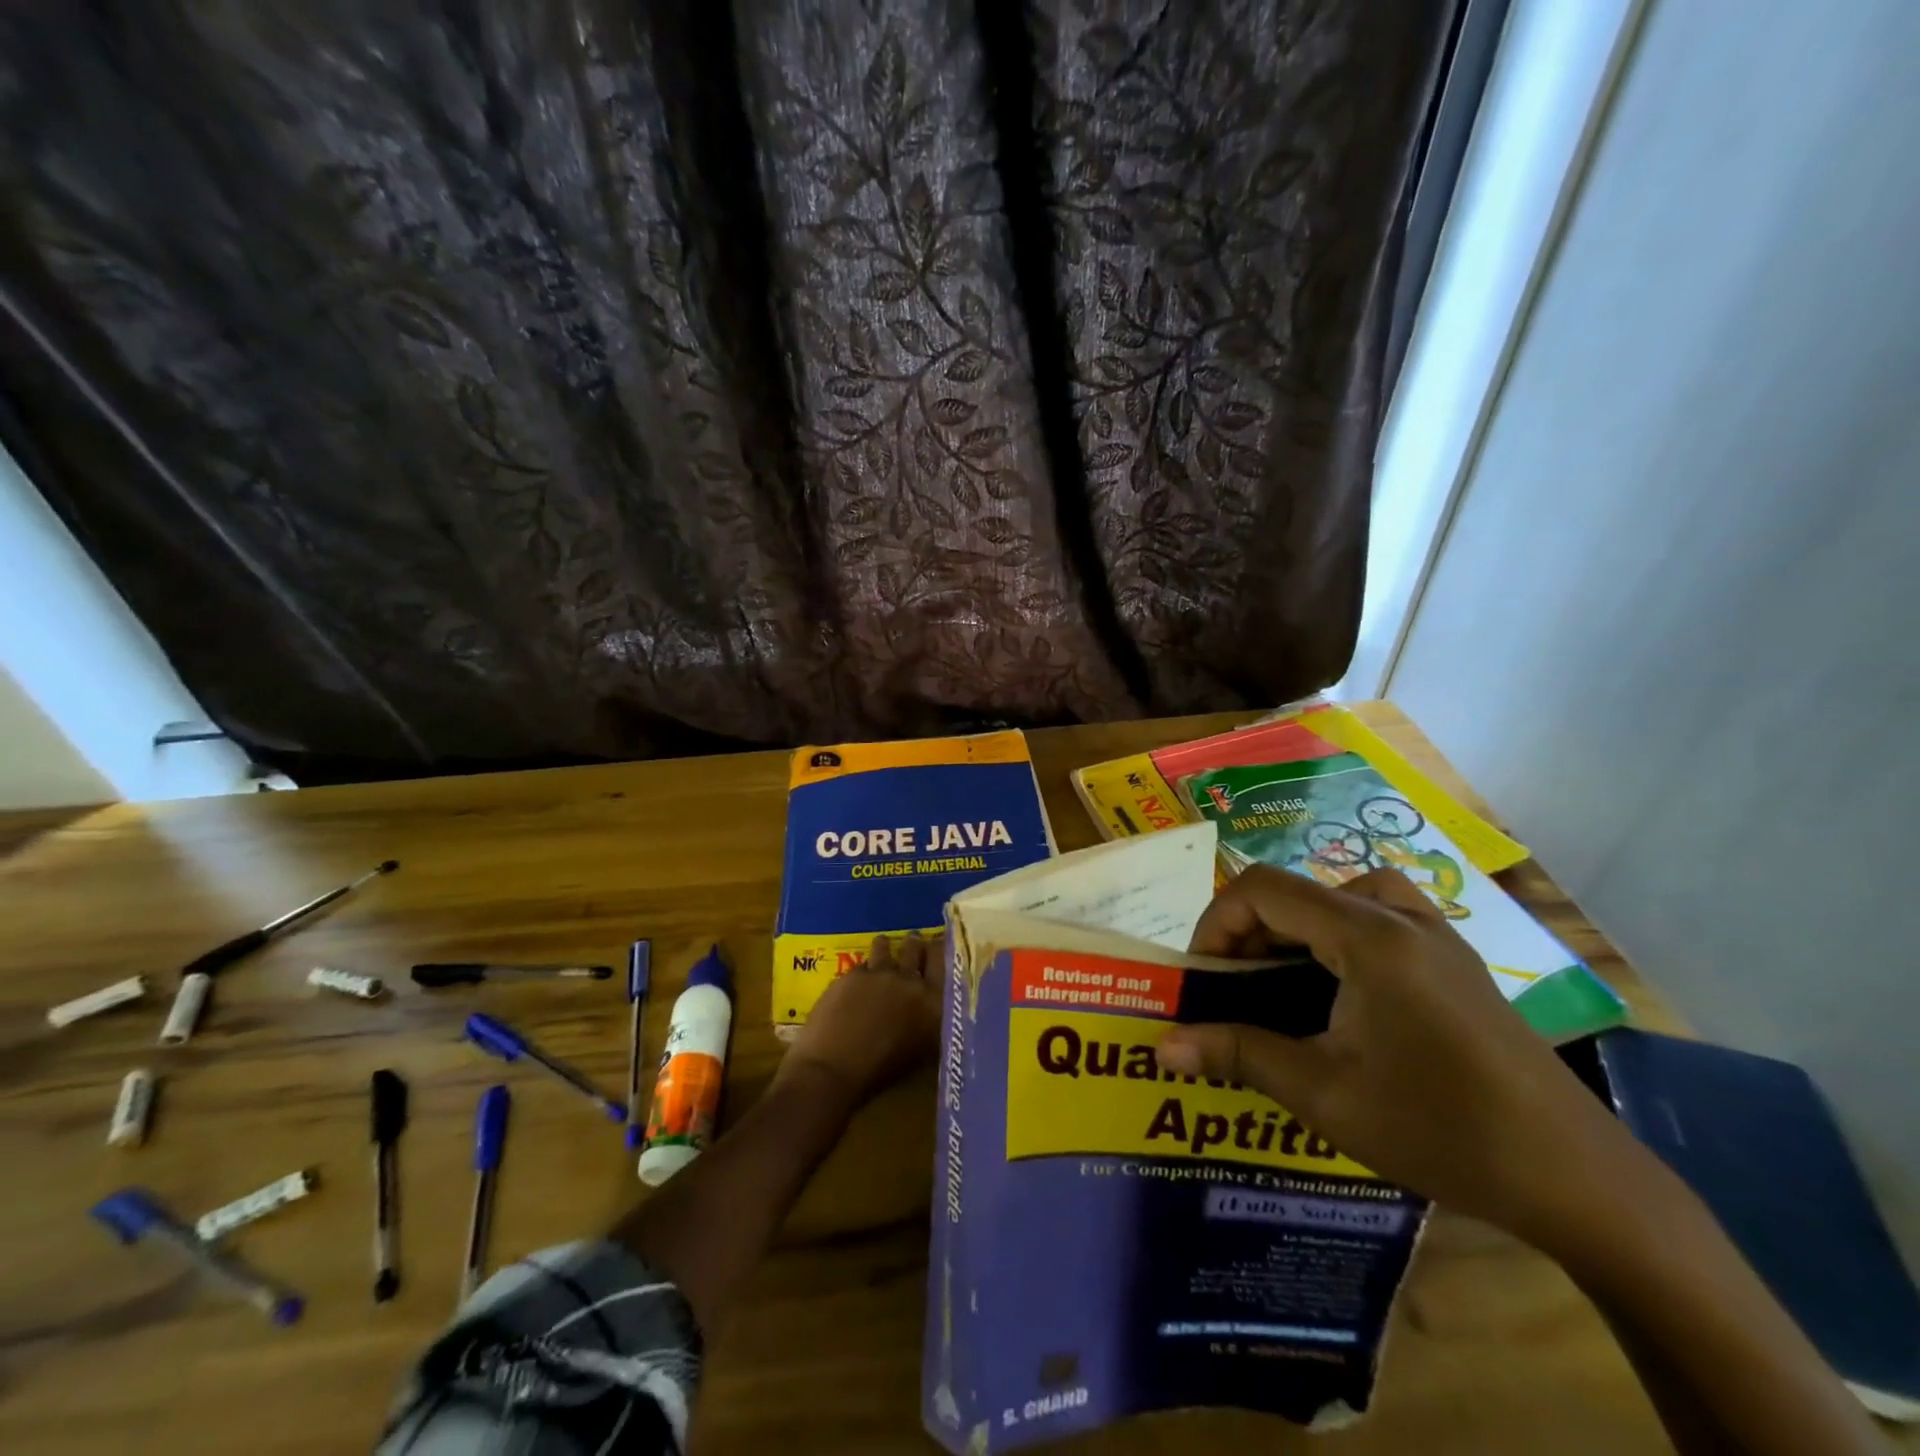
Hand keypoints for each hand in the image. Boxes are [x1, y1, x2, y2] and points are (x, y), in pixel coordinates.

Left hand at [779, 933, 941, 1108]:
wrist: (835, 1070)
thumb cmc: (881, 1072)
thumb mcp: (921, 1048)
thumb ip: (929, 1019)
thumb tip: (931, 1004)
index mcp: (933, 1002)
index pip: (944, 960)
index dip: (940, 949)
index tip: (937, 944)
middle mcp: (911, 981)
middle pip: (915, 948)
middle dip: (913, 945)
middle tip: (912, 943)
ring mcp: (880, 973)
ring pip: (885, 947)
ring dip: (885, 948)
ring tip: (883, 947)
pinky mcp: (852, 974)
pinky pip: (862, 964)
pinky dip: (862, 970)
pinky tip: (858, 977)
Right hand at [1158, 865, 1640, 1240]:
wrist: (1579, 1179)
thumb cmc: (1440, 1128)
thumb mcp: (1324, 1093)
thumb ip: (1238, 1054)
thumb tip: (1162, 1046)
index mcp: (1368, 936)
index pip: (1263, 889)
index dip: (1217, 921)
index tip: (1202, 976)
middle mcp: (1401, 917)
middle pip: (1299, 891)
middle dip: (1251, 931)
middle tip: (1233, 988)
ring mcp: (1436, 936)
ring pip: (1340, 898)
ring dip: (1296, 928)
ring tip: (1282, 979)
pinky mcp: (1456, 962)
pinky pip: (1379, 918)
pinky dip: (1338, 935)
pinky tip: (1341, 990)